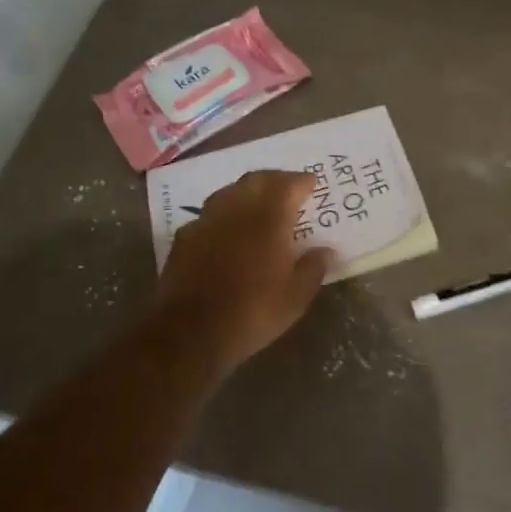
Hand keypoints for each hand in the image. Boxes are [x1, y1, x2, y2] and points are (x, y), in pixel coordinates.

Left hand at [150, 170, 330, 377]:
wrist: (190, 332)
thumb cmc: (252, 312)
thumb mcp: (295, 298)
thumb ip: (313, 268)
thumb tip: (326, 251)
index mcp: (268, 219)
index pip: (288, 185)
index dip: (302, 181)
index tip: (312, 183)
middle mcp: (236, 210)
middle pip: (256, 180)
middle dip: (275, 179)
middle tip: (287, 188)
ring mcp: (206, 221)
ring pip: (228, 192)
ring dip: (246, 192)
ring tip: (257, 204)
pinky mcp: (184, 238)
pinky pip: (207, 215)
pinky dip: (223, 215)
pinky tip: (225, 230)